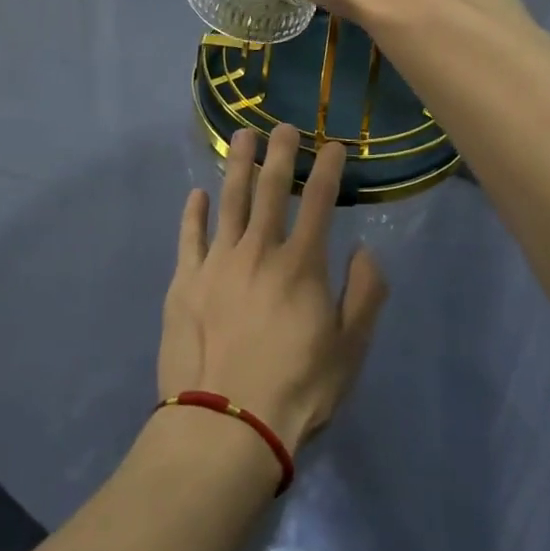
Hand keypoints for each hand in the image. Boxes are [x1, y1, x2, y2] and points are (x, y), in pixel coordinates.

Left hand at [160, 125, 387, 453]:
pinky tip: (198, 195)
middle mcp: (259, 250)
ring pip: (229, 201)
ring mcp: (217, 262)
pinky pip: (189, 237)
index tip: (333, 145)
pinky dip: (194, 213)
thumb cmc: (296, 389)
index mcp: (301, 264)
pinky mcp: (184, 282)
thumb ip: (365, 294)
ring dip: (237, 166)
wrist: (226, 423)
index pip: (320, 202)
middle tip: (283, 126)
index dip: (328, 169)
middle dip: (280, 153)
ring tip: (241, 137)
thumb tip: (363, 250)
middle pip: (270, 189)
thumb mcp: (351, 349)